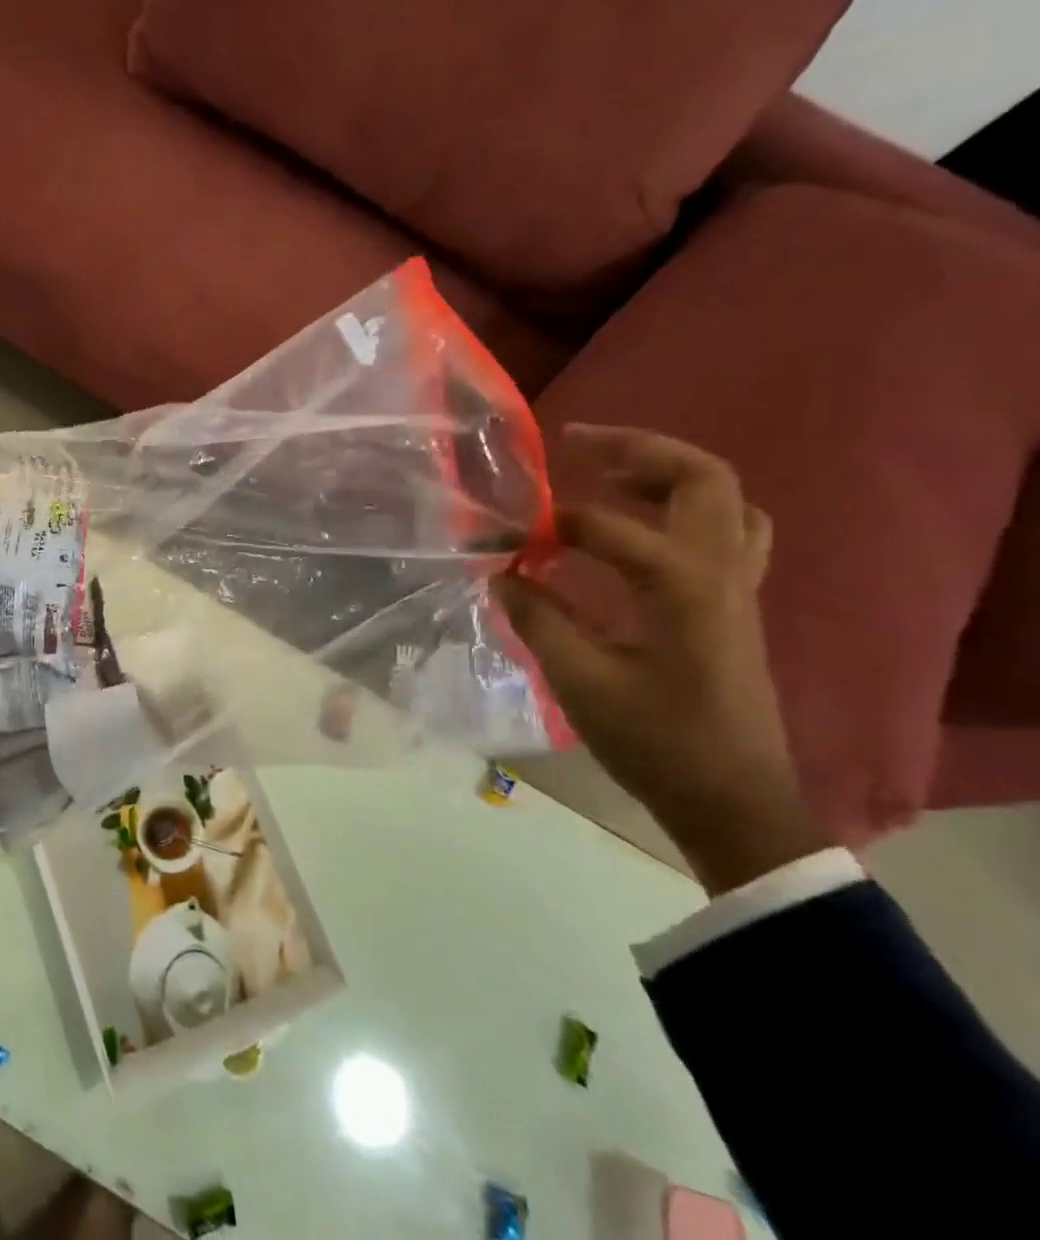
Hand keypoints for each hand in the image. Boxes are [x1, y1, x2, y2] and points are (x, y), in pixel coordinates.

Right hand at [493, 425, 828, 894]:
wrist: (732, 798)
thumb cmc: (655, 741)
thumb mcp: (579, 680)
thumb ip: (537, 618)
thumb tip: (503, 572)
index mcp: (682, 586)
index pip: (605, 527)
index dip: (547, 525)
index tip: (503, 536)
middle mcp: (720, 571)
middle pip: (701, 478)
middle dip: (638, 449)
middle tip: (577, 443)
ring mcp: (737, 585)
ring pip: (724, 499)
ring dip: (667, 473)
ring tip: (606, 471)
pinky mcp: (735, 603)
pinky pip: (727, 530)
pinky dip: (684, 509)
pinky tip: (640, 525)